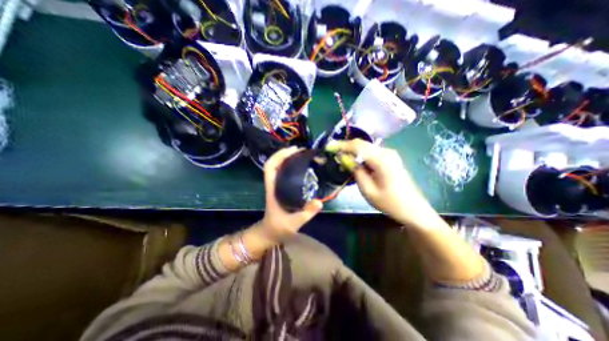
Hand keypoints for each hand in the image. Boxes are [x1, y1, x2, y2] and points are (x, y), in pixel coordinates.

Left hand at [256, 148, 322, 240]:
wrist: (270, 233)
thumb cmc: (278, 228)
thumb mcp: (293, 223)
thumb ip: (306, 213)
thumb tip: (320, 202)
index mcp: (272, 189)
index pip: (270, 167)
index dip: (279, 156)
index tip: (293, 150)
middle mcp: (273, 184)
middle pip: (274, 163)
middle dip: (285, 153)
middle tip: (301, 150)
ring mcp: (276, 185)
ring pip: (278, 167)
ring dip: (288, 158)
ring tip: (302, 155)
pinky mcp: (280, 188)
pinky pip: (284, 173)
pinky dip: (290, 166)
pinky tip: (301, 166)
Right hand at [326, 139, 435, 227]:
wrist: (414, 209)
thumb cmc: (390, 203)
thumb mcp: (368, 190)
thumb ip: (356, 172)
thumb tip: (344, 158)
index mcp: (382, 160)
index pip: (357, 146)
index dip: (341, 145)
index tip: (328, 147)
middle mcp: (386, 152)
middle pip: (361, 144)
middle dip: (345, 146)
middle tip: (332, 152)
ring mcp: (389, 154)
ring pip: (366, 147)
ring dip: (352, 150)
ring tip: (339, 157)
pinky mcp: (390, 158)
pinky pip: (371, 152)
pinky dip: (360, 155)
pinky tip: (353, 161)